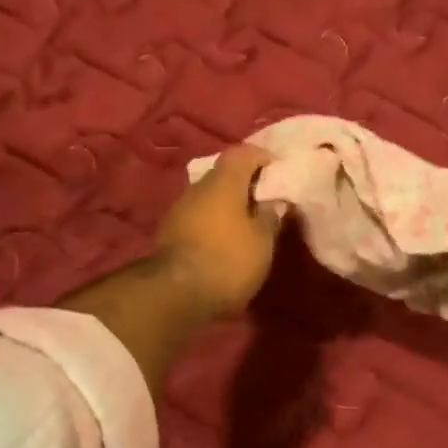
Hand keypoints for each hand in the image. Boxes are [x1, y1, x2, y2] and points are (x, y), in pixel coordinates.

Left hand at [154, 145, 283, 318]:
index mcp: (223, 182)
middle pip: (223, 174)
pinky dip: (214, 222)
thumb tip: (274, 201)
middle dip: (245, 183)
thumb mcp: (262, 242)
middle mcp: (197, 188)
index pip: (242, 153)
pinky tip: (224, 240)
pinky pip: (198, 217)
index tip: (278, 170)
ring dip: (228, 205)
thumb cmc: (228, 260)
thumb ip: (271, 216)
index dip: (262, 157)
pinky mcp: (169, 233)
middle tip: (266, 199)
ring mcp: (179, 210)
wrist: (174, 294)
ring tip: (247, 223)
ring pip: (209, 197)